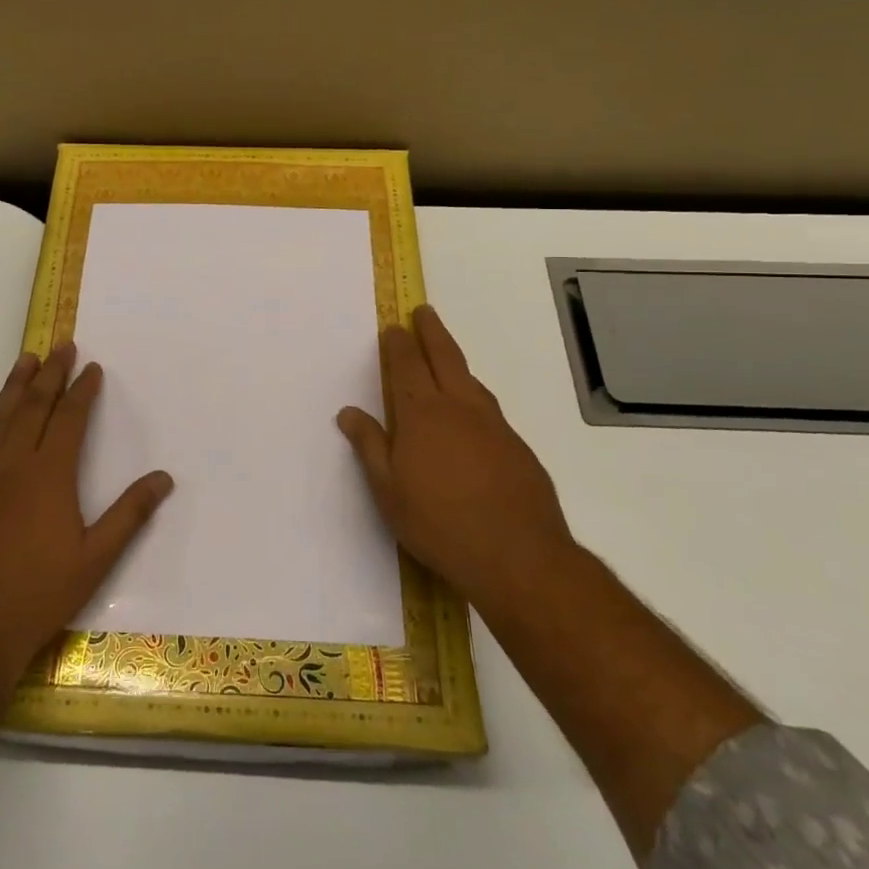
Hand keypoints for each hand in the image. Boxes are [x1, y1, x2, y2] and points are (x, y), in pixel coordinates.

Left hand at [0, 343, 174, 685]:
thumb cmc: (38, 595)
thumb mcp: (95, 559)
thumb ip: (129, 515)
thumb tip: (163, 478)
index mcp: (48, 475)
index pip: (69, 418)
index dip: (82, 390)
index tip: (91, 367)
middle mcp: (12, 465)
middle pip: (33, 407)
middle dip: (50, 374)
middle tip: (61, 347)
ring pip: (0, 419)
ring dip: (15, 387)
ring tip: (25, 361)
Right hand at [337, 305, 576, 610]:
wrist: (519, 557)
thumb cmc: (440, 524)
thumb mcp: (389, 491)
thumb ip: (370, 447)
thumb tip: (349, 412)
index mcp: (422, 415)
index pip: (406, 366)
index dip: (399, 344)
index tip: (394, 327)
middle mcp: (460, 408)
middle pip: (445, 357)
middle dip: (432, 331)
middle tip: (424, 312)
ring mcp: (494, 426)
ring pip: (471, 380)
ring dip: (455, 361)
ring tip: (446, 356)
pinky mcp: (518, 447)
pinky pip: (489, 408)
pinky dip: (475, 396)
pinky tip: (473, 415)